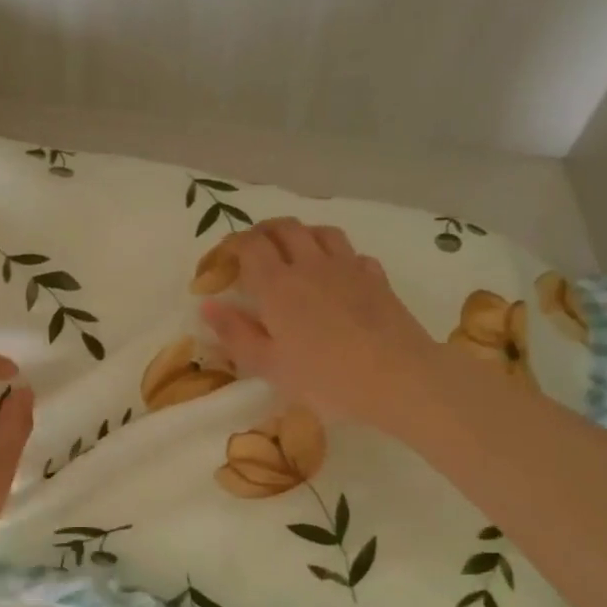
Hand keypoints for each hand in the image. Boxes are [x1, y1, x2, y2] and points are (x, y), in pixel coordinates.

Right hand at [200, 219, 438, 432]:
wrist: (399, 379)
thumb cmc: (325, 378)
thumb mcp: (269, 365)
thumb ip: (235, 332)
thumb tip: (207, 304)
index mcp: (277, 285)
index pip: (249, 245)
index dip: (231, 245)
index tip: (221, 260)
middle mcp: (310, 265)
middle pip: (284, 227)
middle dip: (263, 232)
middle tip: (252, 250)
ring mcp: (348, 268)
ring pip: (320, 232)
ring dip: (301, 235)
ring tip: (293, 252)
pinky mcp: (377, 279)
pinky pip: (353, 254)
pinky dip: (338, 257)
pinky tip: (337, 275)